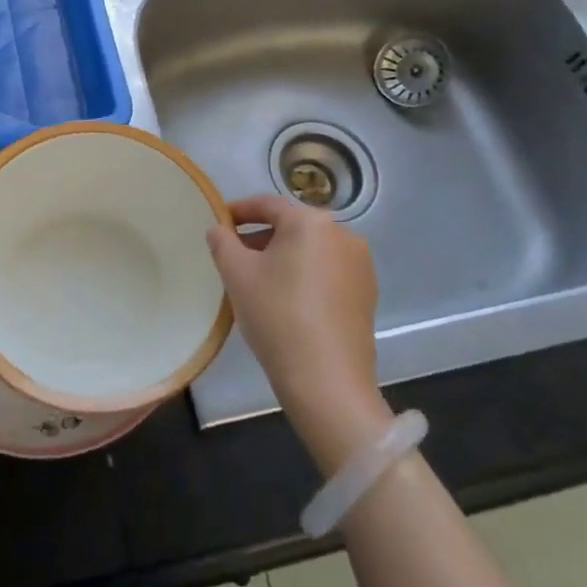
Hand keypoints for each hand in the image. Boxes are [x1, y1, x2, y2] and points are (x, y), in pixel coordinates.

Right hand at [207, 196, 386, 471]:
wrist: (328, 382)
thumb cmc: (277, 317)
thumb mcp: (237, 275)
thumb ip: (222, 242)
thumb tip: (220, 229)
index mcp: (311, 222)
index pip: (268, 204)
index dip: (239, 211)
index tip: (219, 222)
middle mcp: (343, 234)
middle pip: (292, 227)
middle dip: (261, 238)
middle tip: (234, 258)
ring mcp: (360, 265)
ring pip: (311, 250)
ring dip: (284, 258)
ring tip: (259, 282)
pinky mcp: (367, 294)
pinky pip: (328, 272)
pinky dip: (305, 276)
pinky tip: (288, 302)